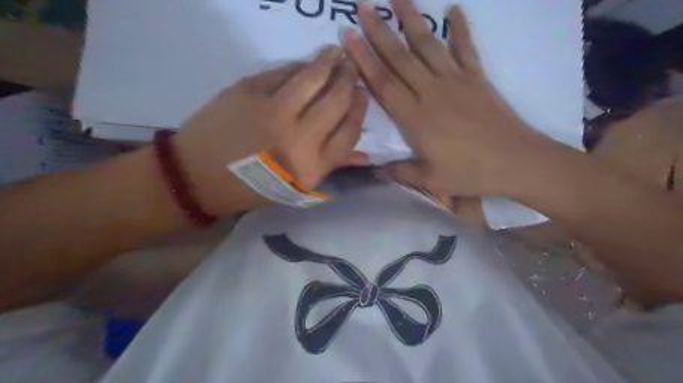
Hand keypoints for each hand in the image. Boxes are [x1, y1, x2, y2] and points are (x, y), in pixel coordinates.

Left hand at [174, 46, 371, 215]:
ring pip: (312, 78)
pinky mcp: (249, 91)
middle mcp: (298, 139)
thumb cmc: (252, 188)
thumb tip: (365, 155)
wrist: (198, 176)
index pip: (349, 131)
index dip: (359, 109)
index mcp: (312, 167)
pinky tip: (304, 64)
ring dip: (328, 61)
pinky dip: (297, 66)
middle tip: (351, 68)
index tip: (362, 93)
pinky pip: (282, 72)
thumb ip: (332, 167)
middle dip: (349, 80)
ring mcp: (273, 111)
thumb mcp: (297, 187)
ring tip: (335, 53)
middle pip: (336, 101)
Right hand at [347, 0, 547, 196]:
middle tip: (363, 6)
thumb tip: (375, 173)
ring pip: (429, 45)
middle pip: (400, 58)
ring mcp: (456, 81)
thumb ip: (400, 172)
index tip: (349, 37)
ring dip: (412, 19)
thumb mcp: (429, 179)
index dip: (364, 60)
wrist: (516, 162)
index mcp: (415, 117)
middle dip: (379, 31)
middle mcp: (431, 92)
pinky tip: (454, 9)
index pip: (383, 83)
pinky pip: (466, 48)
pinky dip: (461, 28)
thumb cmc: (469, 173)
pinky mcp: (477, 78)